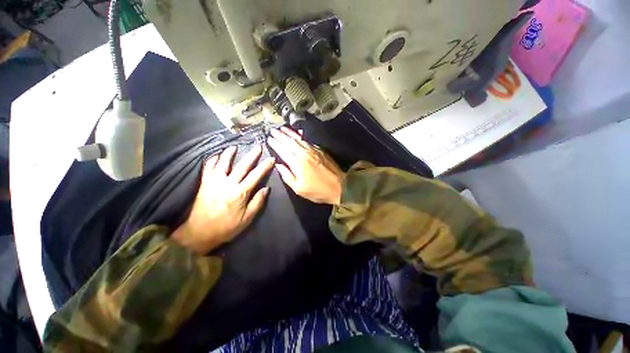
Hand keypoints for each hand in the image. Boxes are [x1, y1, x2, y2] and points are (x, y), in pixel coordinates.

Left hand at [172, 145, 273, 253]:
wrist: (199, 233)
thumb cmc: (226, 227)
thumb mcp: (247, 219)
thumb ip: (257, 202)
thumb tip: (266, 189)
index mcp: (240, 193)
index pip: (255, 176)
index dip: (264, 166)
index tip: (271, 159)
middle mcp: (227, 184)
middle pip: (242, 166)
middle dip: (251, 156)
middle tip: (258, 147)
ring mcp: (213, 182)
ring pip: (222, 163)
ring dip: (229, 153)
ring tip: (235, 147)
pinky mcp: (204, 184)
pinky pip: (207, 168)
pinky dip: (212, 160)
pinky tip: (216, 155)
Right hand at [267, 127, 344, 204]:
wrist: (340, 186)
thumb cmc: (317, 190)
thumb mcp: (299, 189)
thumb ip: (287, 176)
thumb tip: (278, 165)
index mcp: (297, 163)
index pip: (283, 150)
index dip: (275, 144)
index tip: (268, 139)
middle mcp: (304, 154)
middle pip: (290, 142)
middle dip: (280, 135)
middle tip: (273, 130)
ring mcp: (313, 151)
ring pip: (299, 139)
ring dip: (290, 133)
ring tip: (282, 128)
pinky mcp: (320, 150)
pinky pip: (308, 140)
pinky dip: (301, 135)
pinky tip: (298, 132)